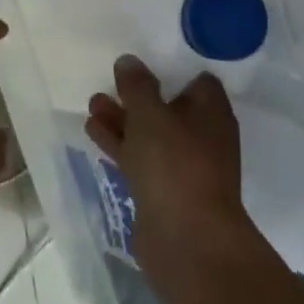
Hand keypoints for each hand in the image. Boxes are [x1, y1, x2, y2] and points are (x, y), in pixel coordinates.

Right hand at [85, 56, 252, 291]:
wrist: (186, 242)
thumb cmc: (175, 165)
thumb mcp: (151, 115)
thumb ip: (137, 86)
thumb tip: (128, 61)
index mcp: (211, 112)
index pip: (197, 81)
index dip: (172, 69)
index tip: (146, 60)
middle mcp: (202, 136)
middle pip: (169, 106)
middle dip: (138, 96)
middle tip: (110, 82)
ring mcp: (183, 166)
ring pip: (150, 134)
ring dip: (123, 119)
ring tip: (92, 103)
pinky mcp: (164, 191)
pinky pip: (140, 158)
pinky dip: (120, 144)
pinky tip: (93, 131)